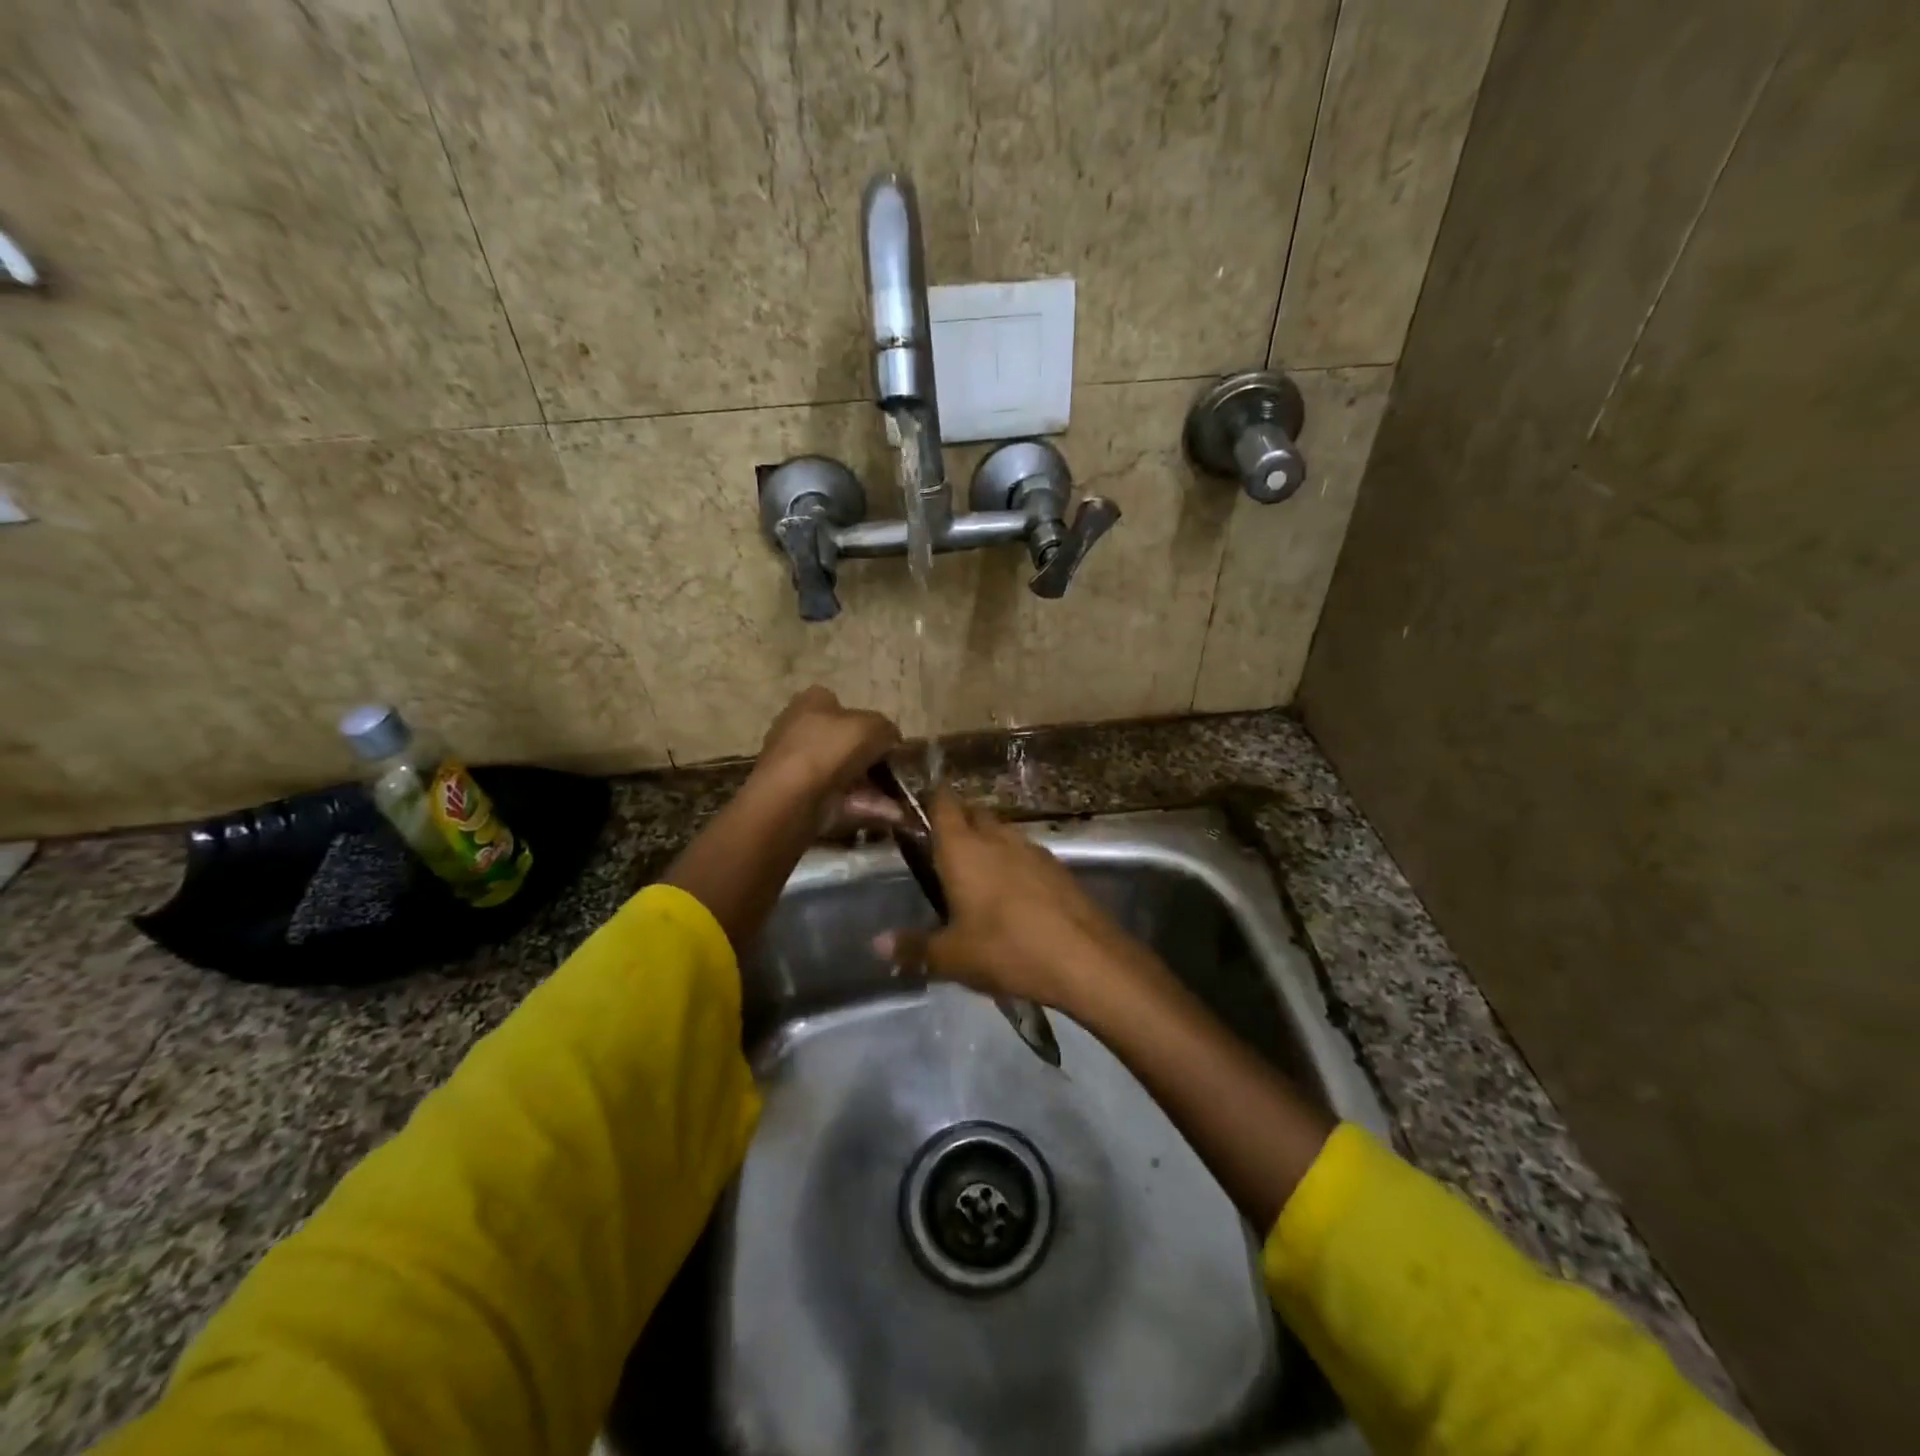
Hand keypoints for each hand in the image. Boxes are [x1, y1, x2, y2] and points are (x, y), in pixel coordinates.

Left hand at [753, 687, 901, 825]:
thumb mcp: (873, 727)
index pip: (842, 706)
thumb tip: (892, 742)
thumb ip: (888, 730)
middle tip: (897, 773)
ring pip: (845, 774)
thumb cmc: (830, 749)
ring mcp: (798, 766)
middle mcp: (799, 729)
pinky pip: (840, 798)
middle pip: (844, 743)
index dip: (868, 723)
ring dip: (874, 787)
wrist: (792, 797)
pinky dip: (864, 805)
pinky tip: (892, 815)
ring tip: (902, 801)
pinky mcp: (799, 797)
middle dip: (872, 760)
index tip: (887, 743)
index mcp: (812, 702)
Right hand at [875, 790, 1142, 1014]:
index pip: (942, 803)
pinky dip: (1014, 863)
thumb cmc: (1007, 949)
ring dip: (988, 843)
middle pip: (973, 813)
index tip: (916, 806)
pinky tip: (1013, 895)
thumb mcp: (953, 957)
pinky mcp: (1058, 867)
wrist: (1085, 958)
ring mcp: (1032, 849)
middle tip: (941, 849)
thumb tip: (877, 944)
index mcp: (963, 849)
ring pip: (1002, 832)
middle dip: (958, 822)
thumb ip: (914, 948)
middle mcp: (997, 838)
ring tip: (975, 875)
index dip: (929, 799)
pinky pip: (1026, 854)